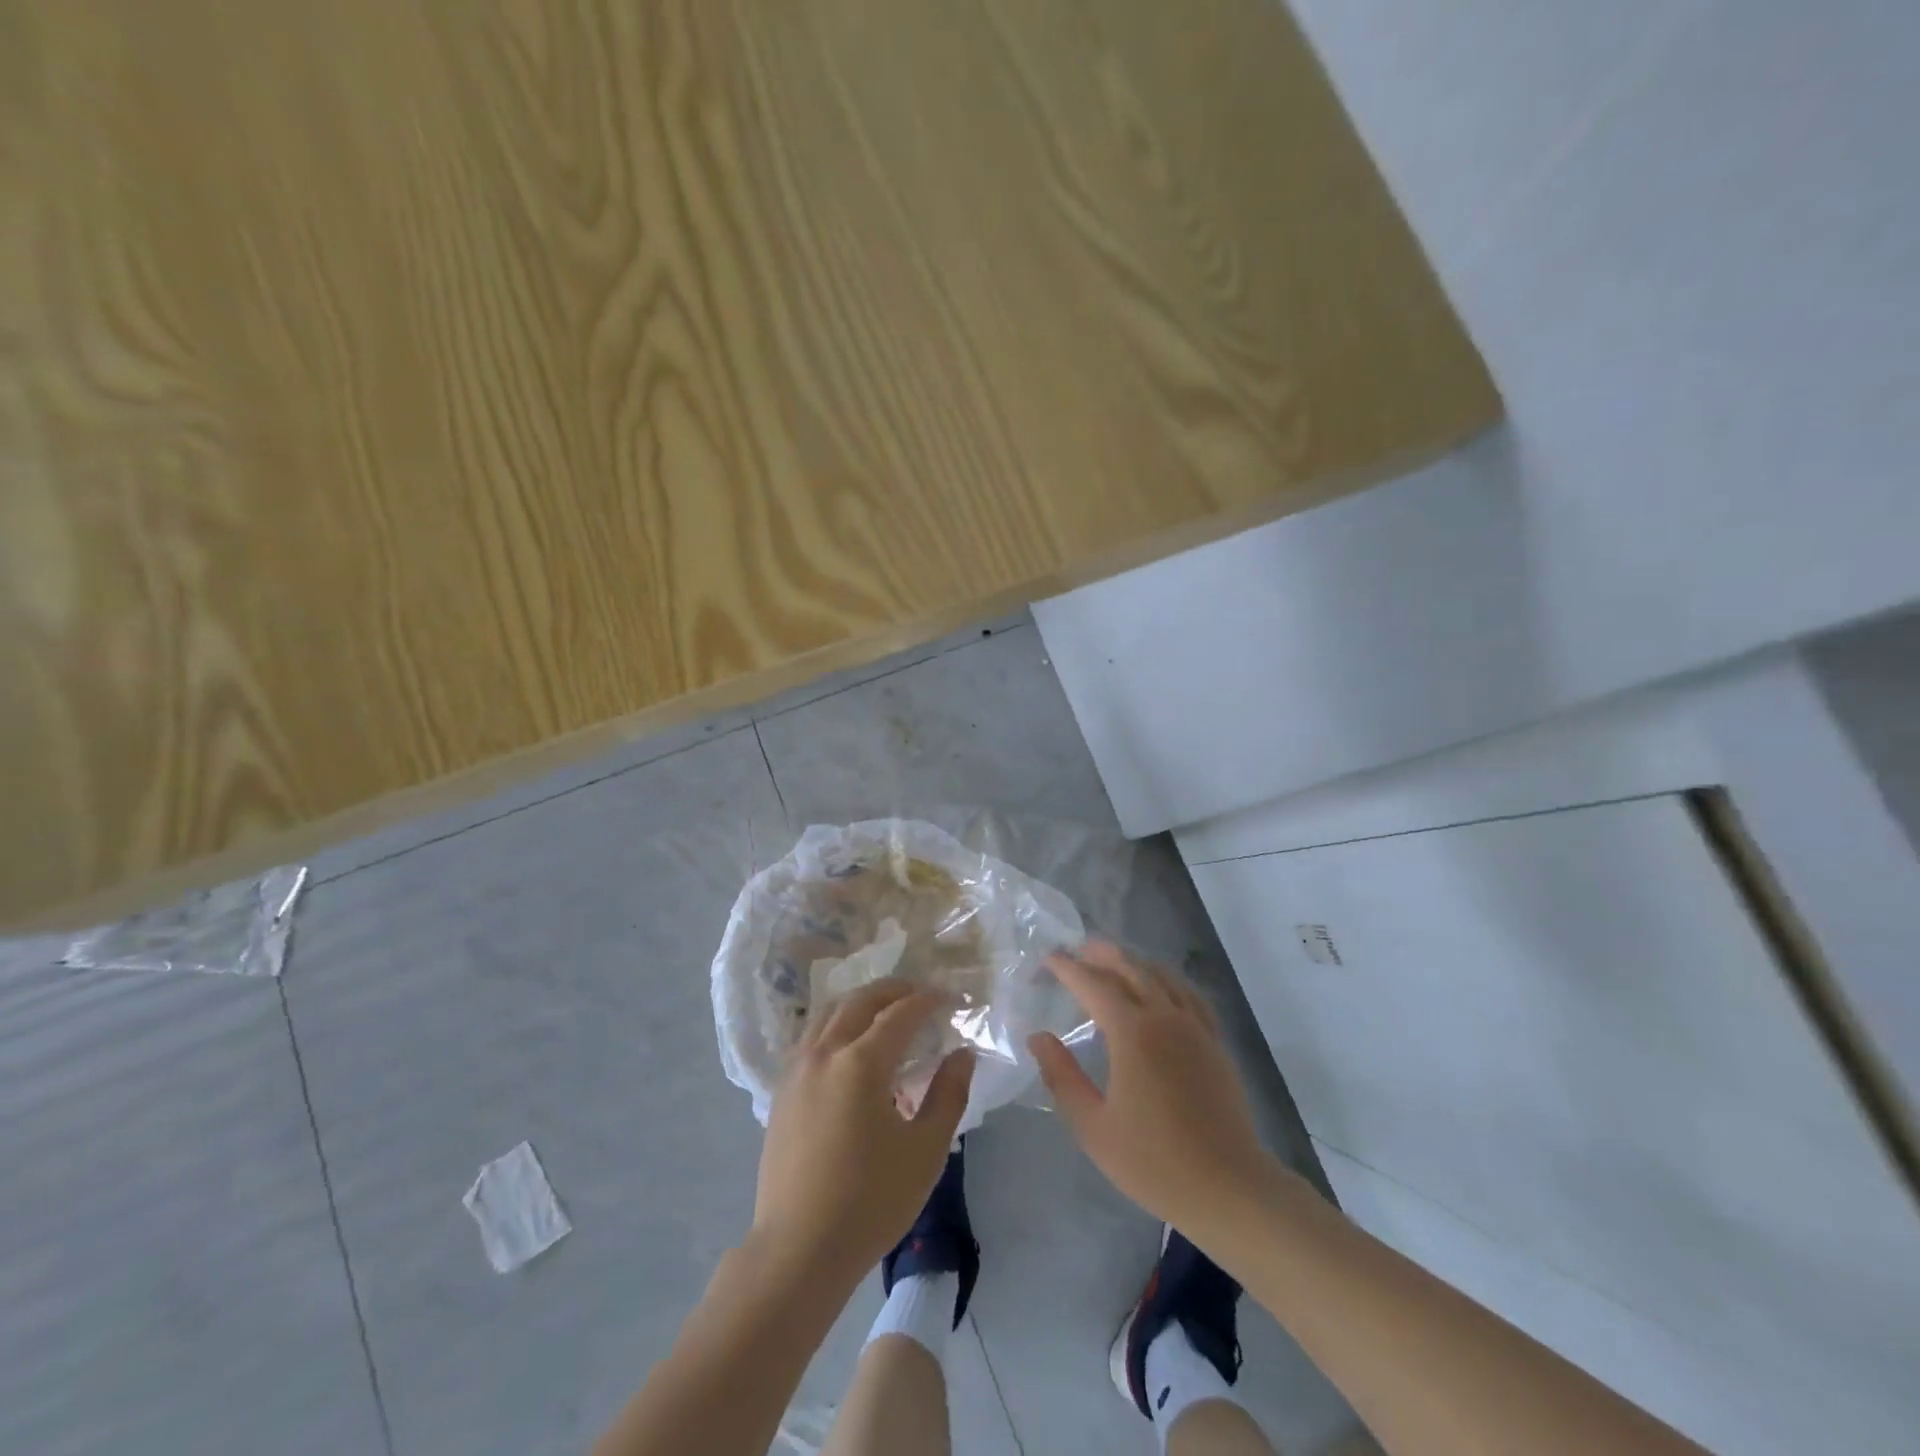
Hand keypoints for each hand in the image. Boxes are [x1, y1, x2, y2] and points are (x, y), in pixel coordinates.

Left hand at [752, 978, 974, 1282]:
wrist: (798, 1250)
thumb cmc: (870, 1201)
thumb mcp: (925, 1150)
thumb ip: (948, 1094)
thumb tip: (961, 1054)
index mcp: (861, 1063)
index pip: (900, 1013)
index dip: (928, 1000)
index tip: (950, 997)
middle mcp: (825, 1053)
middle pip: (860, 1001)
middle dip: (893, 990)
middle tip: (920, 993)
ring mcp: (797, 1070)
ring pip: (829, 1013)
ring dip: (861, 1002)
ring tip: (885, 1011)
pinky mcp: (782, 1090)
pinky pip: (811, 1036)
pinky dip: (836, 1023)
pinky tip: (849, 1044)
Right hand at [1029, 940, 1276, 1238]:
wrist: (1229, 1188)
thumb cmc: (1154, 1162)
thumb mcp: (1093, 1126)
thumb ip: (1062, 1076)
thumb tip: (1038, 1037)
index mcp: (1132, 1032)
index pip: (1094, 985)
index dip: (1068, 969)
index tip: (1048, 960)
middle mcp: (1165, 1017)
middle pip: (1131, 969)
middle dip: (1102, 955)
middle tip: (1078, 950)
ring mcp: (1196, 1027)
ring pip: (1162, 976)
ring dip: (1135, 962)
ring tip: (1115, 961)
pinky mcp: (1215, 1043)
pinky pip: (1188, 995)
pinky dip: (1168, 980)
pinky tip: (1163, 988)